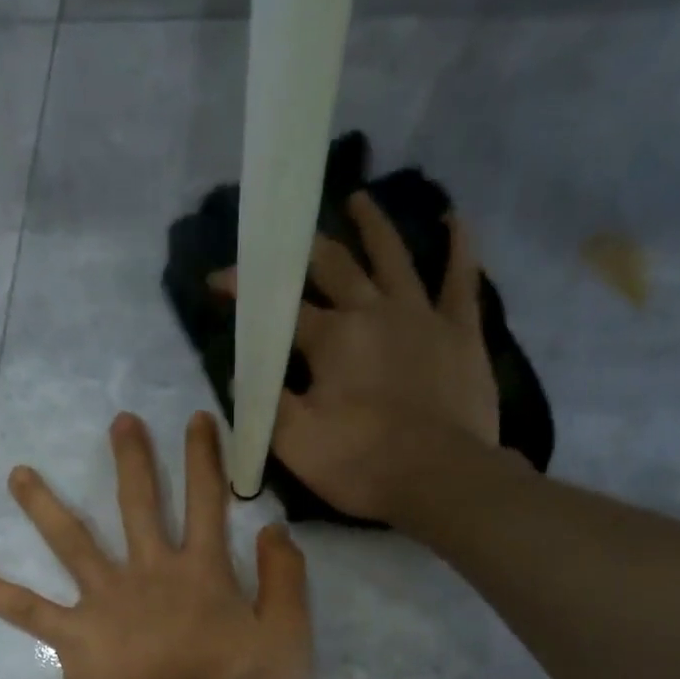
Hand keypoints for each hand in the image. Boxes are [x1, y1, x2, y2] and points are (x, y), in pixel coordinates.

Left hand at [0, 412, 311, 678]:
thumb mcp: (288, 637)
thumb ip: (285, 579)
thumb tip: (274, 529)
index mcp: (202, 572)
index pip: (207, 501)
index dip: (205, 458)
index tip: (198, 420)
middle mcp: (149, 573)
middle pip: (138, 504)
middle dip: (132, 460)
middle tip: (120, 422)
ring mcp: (106, 602)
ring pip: (71, 542)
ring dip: (44, 504)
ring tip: (17, 473)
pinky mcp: (75, 638)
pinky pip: (27, 611)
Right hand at [214, 194, 504, 526]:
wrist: (438, 478)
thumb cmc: (361, 464)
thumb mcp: (295, 443)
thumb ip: (265, 404)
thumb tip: (242, 373)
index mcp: (331, 339)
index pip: (279, 308)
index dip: (246, 292)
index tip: (218, 280)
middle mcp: (373, 312)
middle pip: (335, 266)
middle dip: (304, 249)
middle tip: (287, 234)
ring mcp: (421, 315)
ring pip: (394, 257)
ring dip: (373, 226)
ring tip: (359, 200)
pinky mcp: (461, 332)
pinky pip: (461, 279)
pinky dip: (459, 247)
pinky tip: (455, 220)